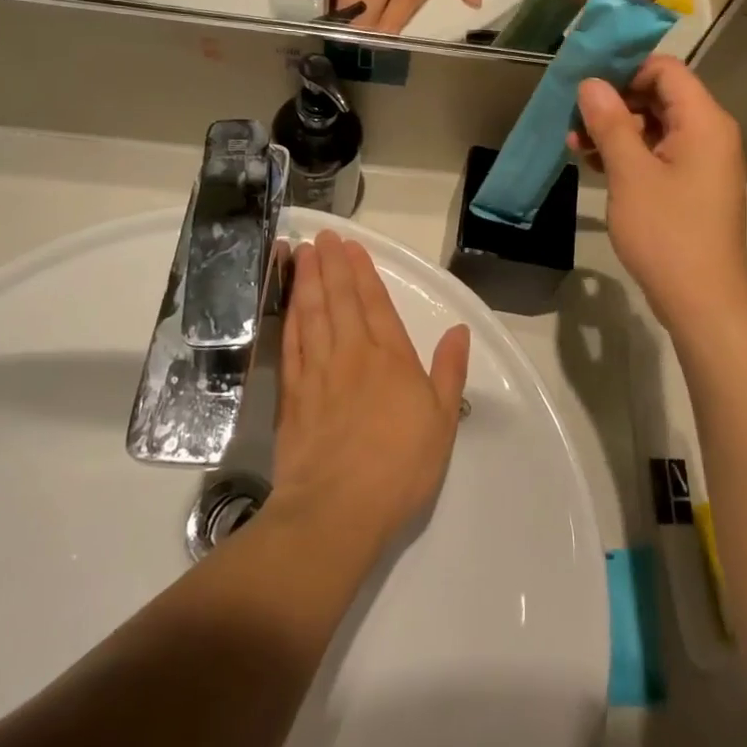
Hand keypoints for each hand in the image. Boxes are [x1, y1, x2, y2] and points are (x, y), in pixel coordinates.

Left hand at [272, 232, 470, 554]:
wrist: (337, 510)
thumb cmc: (399, 467)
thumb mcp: (441, 421)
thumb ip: (449, 371)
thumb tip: (459, 330)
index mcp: (391, 358)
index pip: (375, 303)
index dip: (362, 272)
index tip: (351, 246)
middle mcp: (353, 354)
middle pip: (339, 299)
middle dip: (331, 264)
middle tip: (322, 236)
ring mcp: (318, 372)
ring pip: (311, 313)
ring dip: (307, 280)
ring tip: (301, 252)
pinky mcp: (292, 394)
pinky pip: (291, 344)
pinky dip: (289, 318)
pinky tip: (288, 303)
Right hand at [571, 57, 746, 331]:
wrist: (704, 302)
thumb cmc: (667, 233)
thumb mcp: (630, 174)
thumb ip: (610, 123)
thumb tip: (591, 83)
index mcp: (704, 122)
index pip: (666, 70)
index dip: (626, 69)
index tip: (586, 83)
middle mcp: (710, 134)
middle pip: (660, 97)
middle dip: (615, 103)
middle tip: (573, 117)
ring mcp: (703, 162)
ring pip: (656, 128)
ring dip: (616, 131)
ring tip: (574, 145)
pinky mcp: (693, 187)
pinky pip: (660, 154)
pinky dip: (630, 154)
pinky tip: (595, 165)